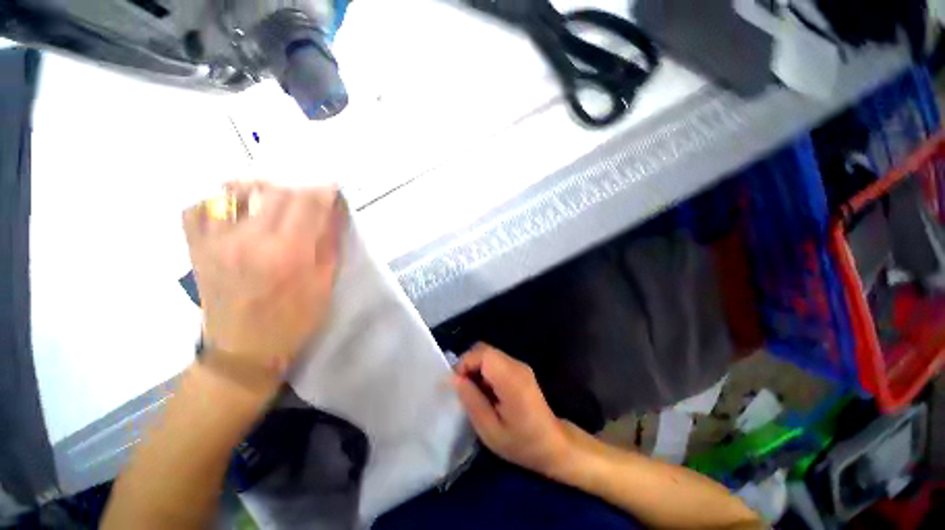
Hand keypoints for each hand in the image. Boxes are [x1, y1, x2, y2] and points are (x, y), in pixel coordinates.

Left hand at [183, 182, 340, 387]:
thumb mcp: (324, 284)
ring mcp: (216, 241)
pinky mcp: (196, 248)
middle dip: (298, 190)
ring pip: (235, 190)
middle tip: (308, 202)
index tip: (333, 190)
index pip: (307, 202)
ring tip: (273, 202)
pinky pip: (198, 208)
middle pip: (275, 190)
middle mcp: (248, 240)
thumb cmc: (294, 320)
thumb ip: (329, 242)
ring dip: (261, 190)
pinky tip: (234, 211)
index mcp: (288, 253)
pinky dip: (217, 201)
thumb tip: (334, 211)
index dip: (323, 190)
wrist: (243, 350)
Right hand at [452, 344, 575, 476]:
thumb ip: (471, 401)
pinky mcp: (519, 369)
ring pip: (488, 354)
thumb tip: (454, 378)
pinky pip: (495, 361)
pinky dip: (485, 372)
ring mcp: (519, 365)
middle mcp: (516, 366)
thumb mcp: (490, 430)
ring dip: (476, 369)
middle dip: (468, 365)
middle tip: (464, 389)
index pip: (483, 353)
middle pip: (484, 350)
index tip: (457, 384)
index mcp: (511, 380)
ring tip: (475, 394)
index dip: (465, 362)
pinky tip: (487, 392)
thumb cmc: (521, 443)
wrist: (553, 444)